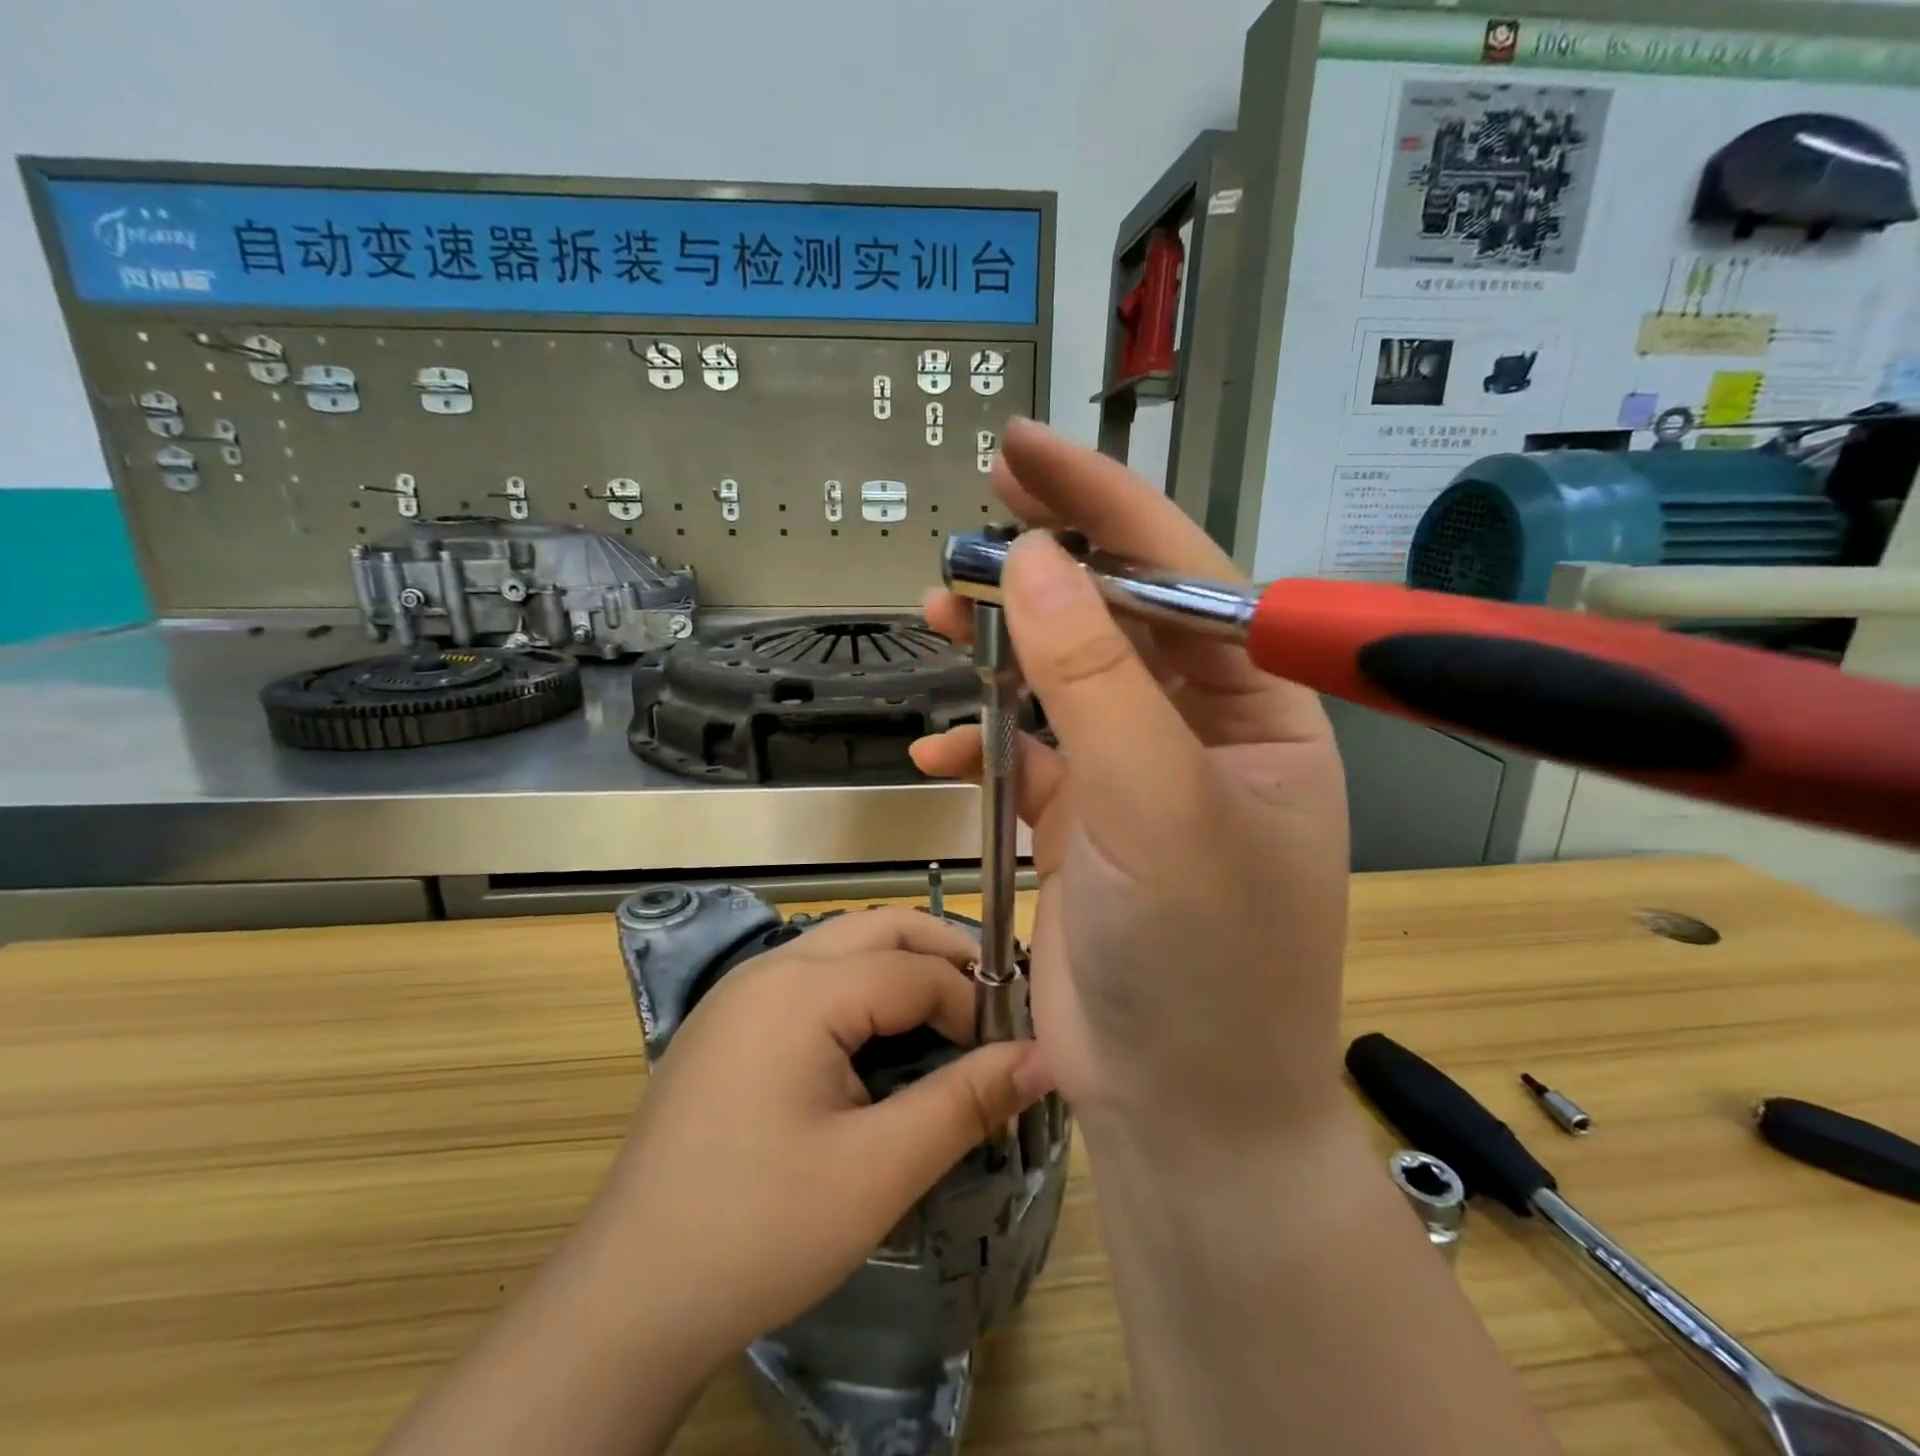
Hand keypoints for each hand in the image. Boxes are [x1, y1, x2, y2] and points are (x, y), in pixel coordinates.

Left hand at [586, 907, 1052, 1368]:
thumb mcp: (878, 1171)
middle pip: (879, 929)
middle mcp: (768, 968)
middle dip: (943, 955)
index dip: (973, 1006)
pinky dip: (859, 987)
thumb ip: (966, 1103)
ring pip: (842, 945)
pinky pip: (810, 975)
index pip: (915, 970)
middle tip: (992, 1008)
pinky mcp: (726, 1022)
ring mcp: (739, 991)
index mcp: (801, 990)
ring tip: (946, 1018)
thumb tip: (1045, 1058)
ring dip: (901, 966)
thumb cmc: (760, 1231)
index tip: (1009, 1054)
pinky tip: (875, 1040)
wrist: (628, 1297)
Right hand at [913, 420, 1352, 1151]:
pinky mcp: (1086, 824)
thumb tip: (1032, 560)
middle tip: (972, 517)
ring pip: (1065, 679)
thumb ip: (1096, 682)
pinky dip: (985, 739)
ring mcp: (1138, 777)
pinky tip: (942, 743)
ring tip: (939, 616)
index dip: (1103, 505)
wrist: (1182, 1111)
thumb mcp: (1156, 807)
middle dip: (1046, 567)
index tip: (1024, 452)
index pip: (1181, 575)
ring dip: (1004, 649)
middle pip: (1118, 616)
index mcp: (1257, 710)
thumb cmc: (1202, 963)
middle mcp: (1202, 730)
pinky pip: (1031, 752)